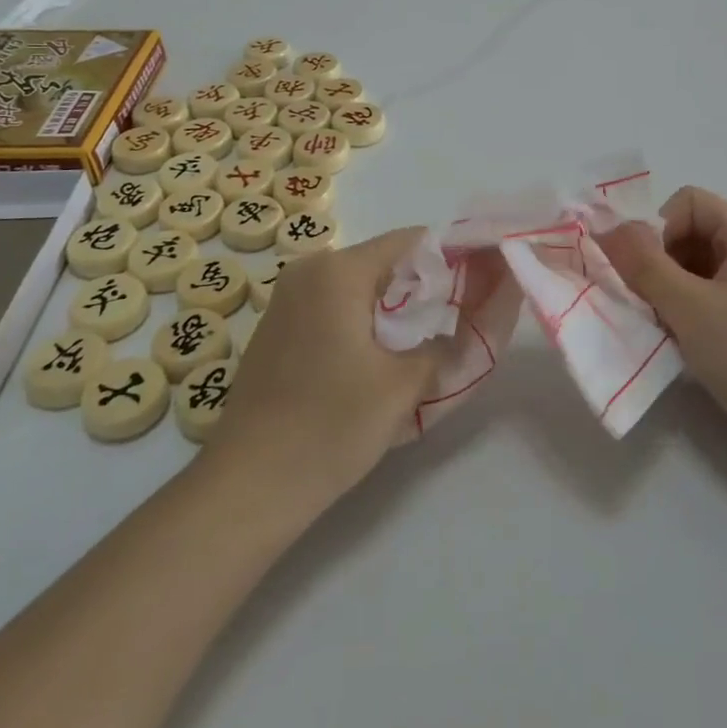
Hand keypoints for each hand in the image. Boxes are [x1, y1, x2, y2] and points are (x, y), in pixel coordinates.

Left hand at [203, 228, 449, 510]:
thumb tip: (470, 322)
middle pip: (384, 262)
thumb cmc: (330, 427)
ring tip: (421, 347)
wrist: (247, 486)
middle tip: (455, 325)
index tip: (479, 288)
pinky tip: (375, 362)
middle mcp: (309, 270)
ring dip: (393, 309)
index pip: (411, 241)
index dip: (450, 259)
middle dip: (423, 289)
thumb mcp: (404, 386)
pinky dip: (362, 322)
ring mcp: (286, 298)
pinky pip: (333, 306)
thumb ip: (447, 343)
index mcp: (339, 271)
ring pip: (359, 287)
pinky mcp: (277, 327)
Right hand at [601, 187, 726, 458]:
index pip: (689, 203)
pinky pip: (706, 302)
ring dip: (666, 293)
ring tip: (660, 328)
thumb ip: (644, 265)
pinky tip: (676, 345)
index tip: (641, 271)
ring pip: (693, 272)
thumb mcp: (691, 308)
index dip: (657, 228)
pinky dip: (683, 315)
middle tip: (643, 303)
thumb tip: (605, 229)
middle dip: (657, 264)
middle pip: (689, 236)